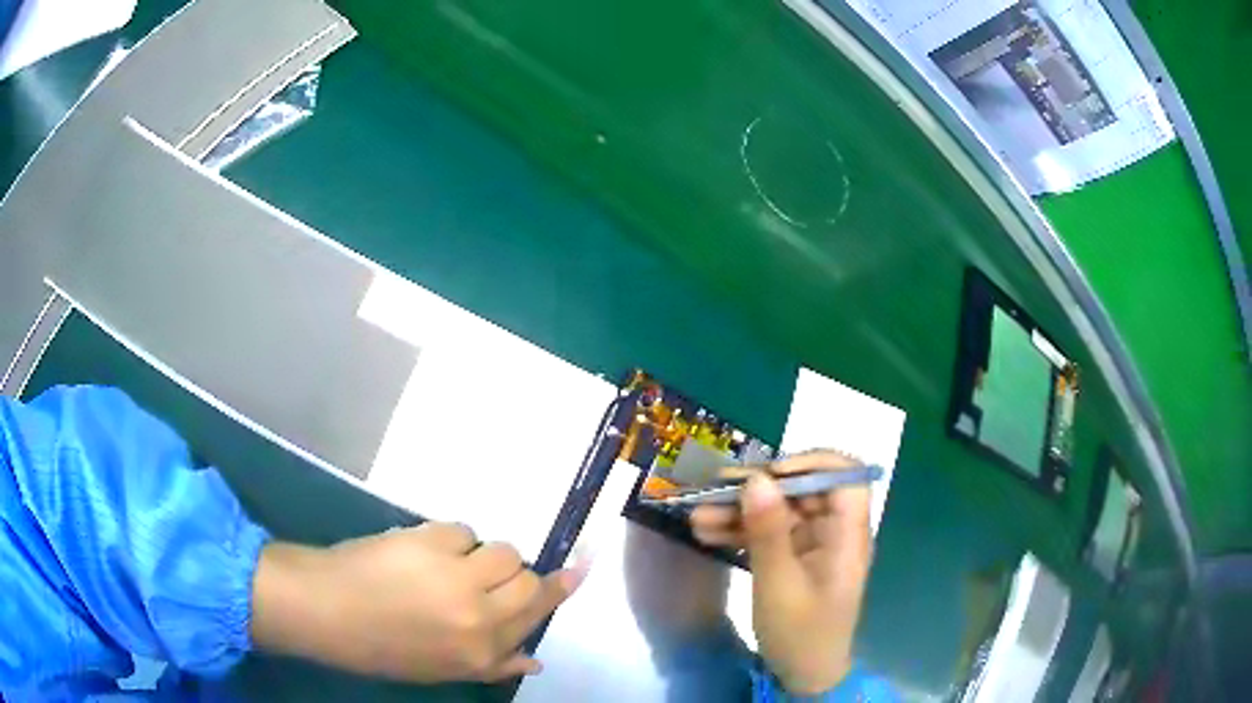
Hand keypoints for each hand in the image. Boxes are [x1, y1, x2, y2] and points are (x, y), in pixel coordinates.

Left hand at [251, 523, 586, 682]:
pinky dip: (449, 540)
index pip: (536, 612)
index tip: (581, 567)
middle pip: (526, 575)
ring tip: (448, 565)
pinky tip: (422, 553)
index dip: (561, 587)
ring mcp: (455, 575)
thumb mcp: (441, 670)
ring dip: (481, 555)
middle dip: (512, 574)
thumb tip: (535, 659)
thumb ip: (495, 664)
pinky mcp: (430, 540)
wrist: (325, 609)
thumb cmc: (382, 648)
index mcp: (482, 651)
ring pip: (500, 549)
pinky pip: (461, 530)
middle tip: (482, 577)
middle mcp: (479, 614)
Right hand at [690, 451, 871, 694]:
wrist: (802, 674)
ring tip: (696, 515)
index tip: (769, 473)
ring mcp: (811, 545)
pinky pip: (767, 534)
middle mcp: (832, 531)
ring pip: (778, 512)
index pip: (844, 476)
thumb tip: (756, 478)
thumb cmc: (801, 632)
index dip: (810, 464)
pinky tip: (705, 532)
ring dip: (739, 511)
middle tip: (713, 488)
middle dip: (757, 488)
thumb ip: (768, 531)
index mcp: (847, 533)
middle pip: (801, 491)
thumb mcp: (779, 584)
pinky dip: (739, 532)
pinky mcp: (792, 559)